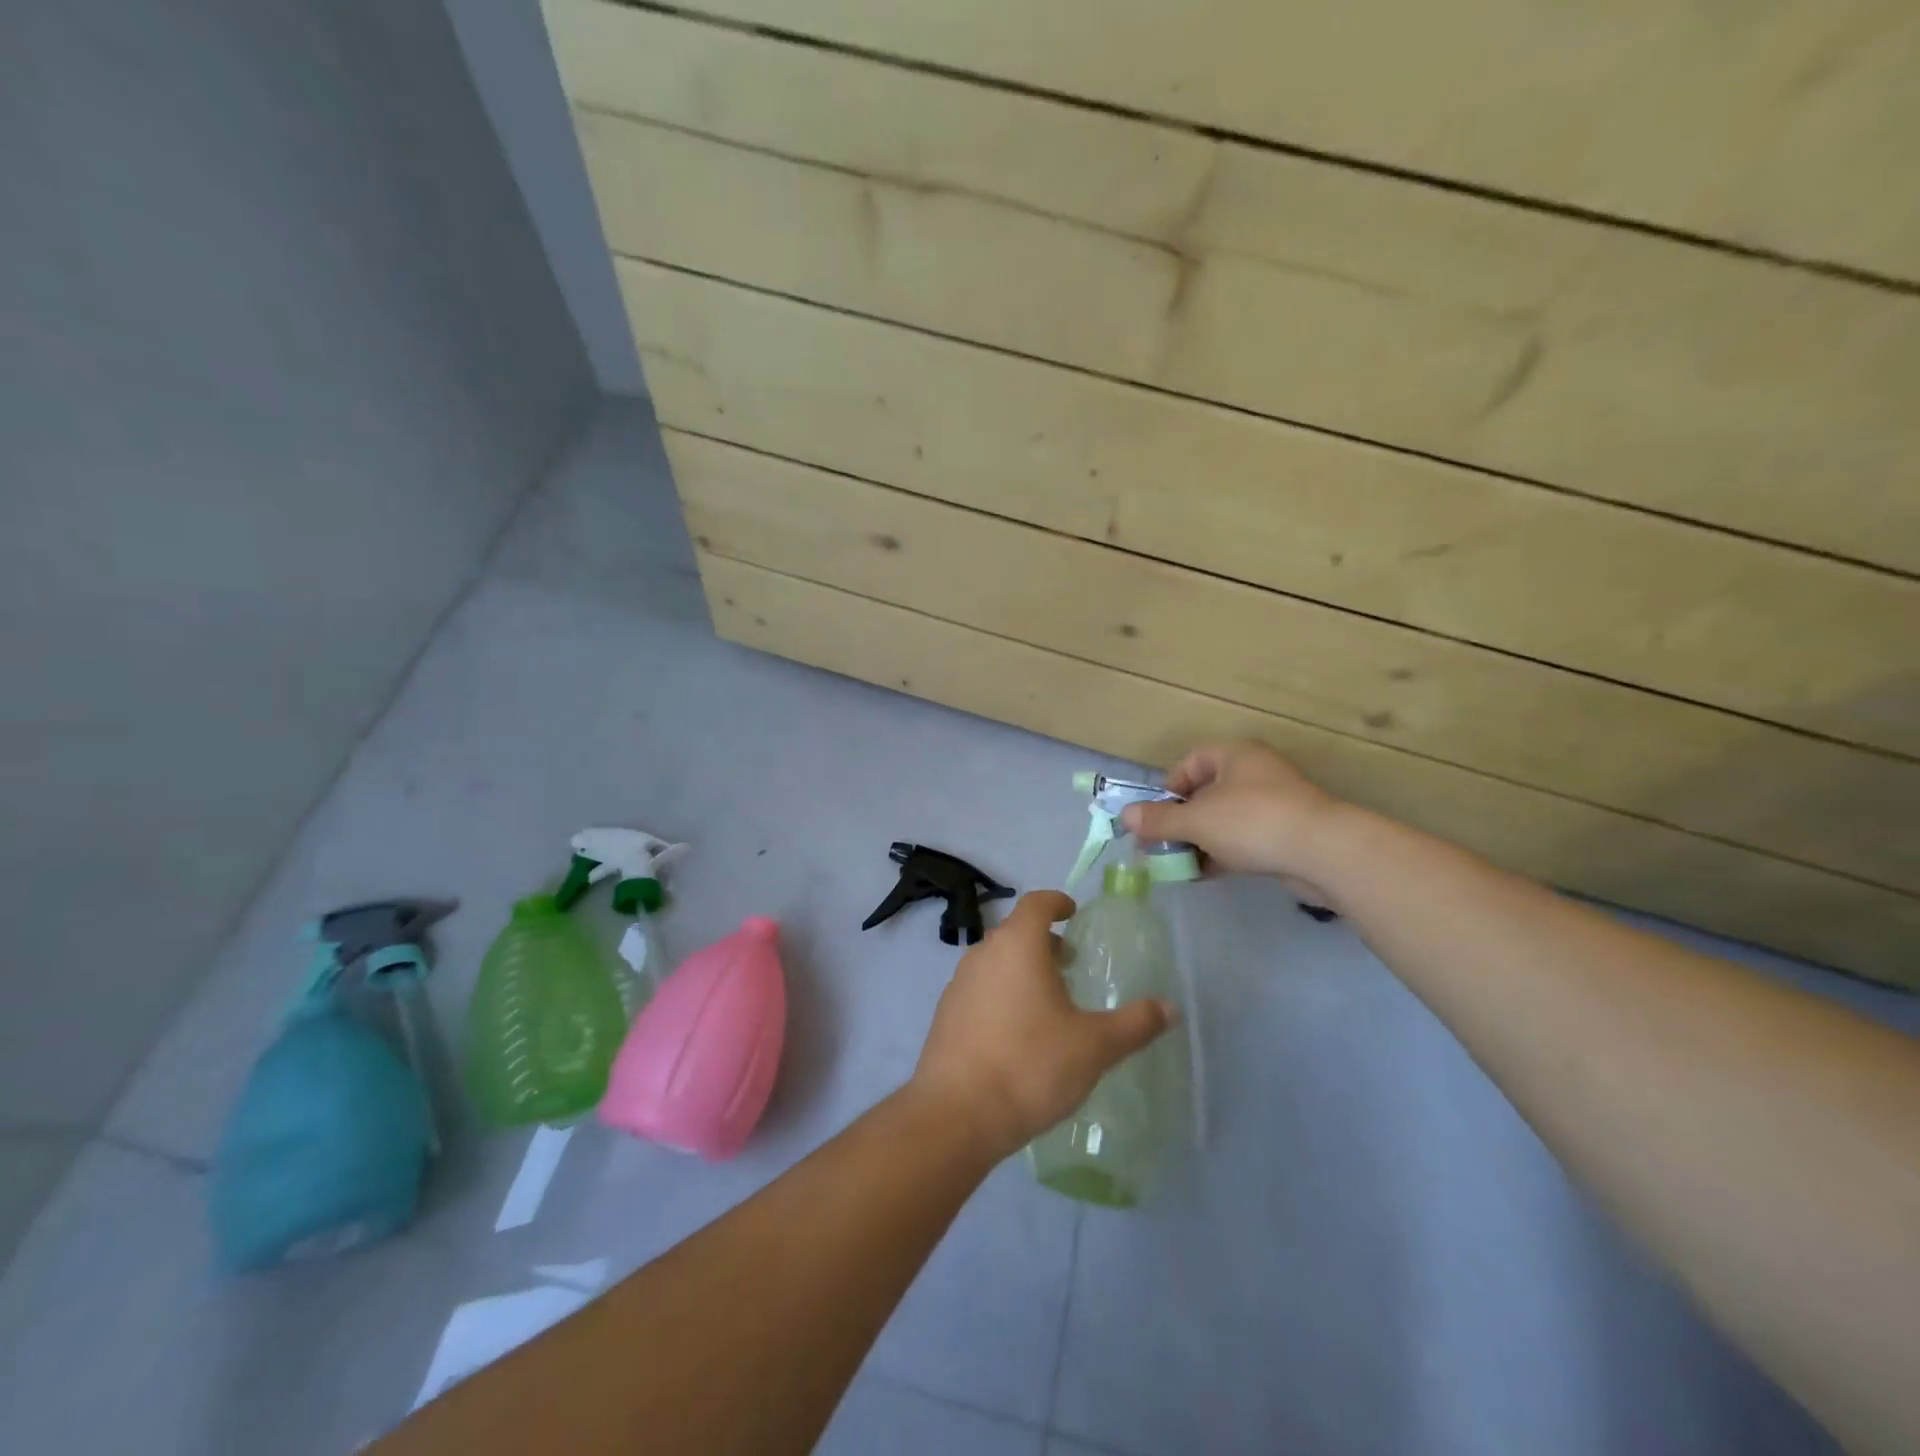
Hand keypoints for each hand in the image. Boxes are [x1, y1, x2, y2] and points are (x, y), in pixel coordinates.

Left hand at [910, 891, 1174, 1161]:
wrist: (957, 1114)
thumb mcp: (1094, 1046)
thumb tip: (1171, 1008)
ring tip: (1048, 1001)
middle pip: (1015, 932)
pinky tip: (1018, 1032)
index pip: (1036, 903)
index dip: (1056, 902)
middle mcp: (983, 954)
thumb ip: (1134, 1024)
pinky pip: (980, 989)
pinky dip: (1002, 994)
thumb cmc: (1030, 1065)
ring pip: (996, 961)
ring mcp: (959, 984)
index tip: (1072, 912)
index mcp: (1017, 945)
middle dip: (1043, 941)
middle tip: (1069, 963)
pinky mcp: (946, 1015)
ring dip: (1022, 969)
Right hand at [1120, 740, 1343, 901]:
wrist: (1323, 853)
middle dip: (1180, 820)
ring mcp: (1273, 805)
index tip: (1154, 814)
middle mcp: (1255, 774)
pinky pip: (1243, 840)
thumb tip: (1125, 817)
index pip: (1191, 761)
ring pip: (1224, 819)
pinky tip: (1205, 874)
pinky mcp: (1285, 835)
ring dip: (1198, 840)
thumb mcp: (1196, 820)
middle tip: (1159, 844)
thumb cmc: (1252, 822)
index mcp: (1235, 756)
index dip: (1168, 786)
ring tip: (1177, 864)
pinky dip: (1222, 854)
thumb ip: (1159, 820)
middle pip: (1205, 793)